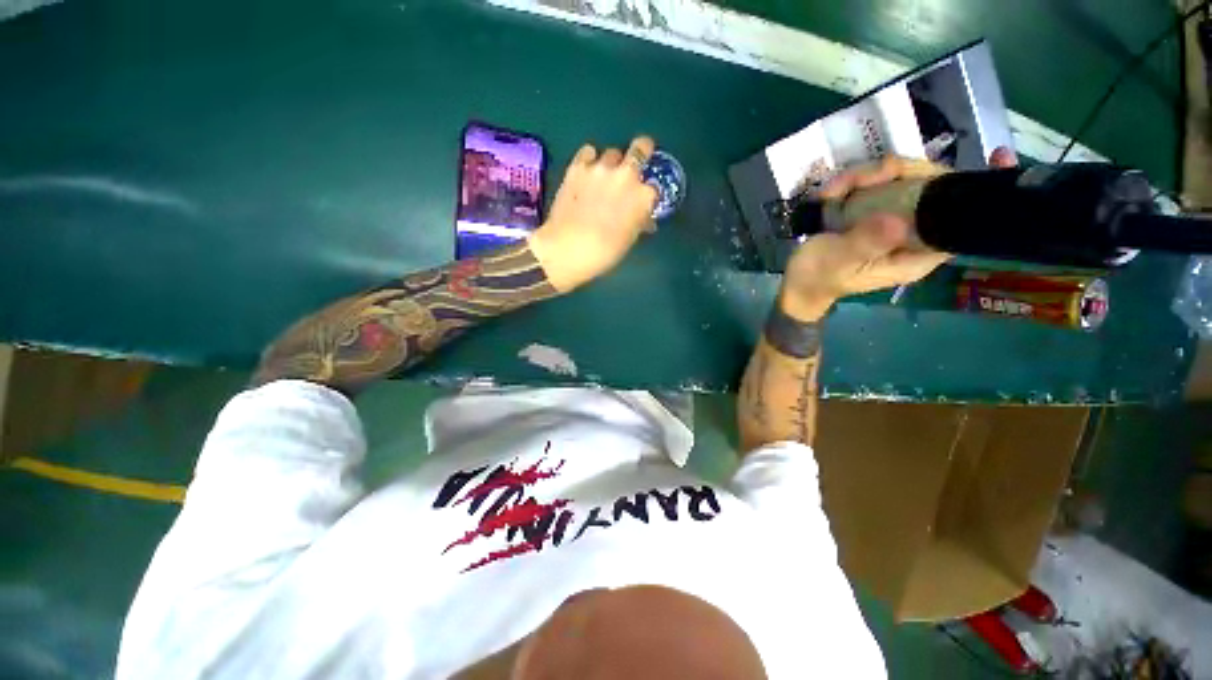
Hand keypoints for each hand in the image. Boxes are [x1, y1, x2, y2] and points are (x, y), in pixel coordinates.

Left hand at [528, 137, 659, 292]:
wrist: (568, 249)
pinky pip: (588, 152)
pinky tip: (586, 171)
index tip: (642, 198)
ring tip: (603, 177)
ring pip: (612, 153)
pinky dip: (589, 160)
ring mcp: (601, 168)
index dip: (647, 192)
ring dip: (612, 163)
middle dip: (641, 151)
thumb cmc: (605, 252)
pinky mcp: (577, 167)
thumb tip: (643, 217)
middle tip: (636, 159)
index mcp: (643, 197)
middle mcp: (626, 175)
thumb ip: (639, 221)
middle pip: (641, 148)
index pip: (654, 187)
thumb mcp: (629, 240)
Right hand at [780, 148, 1017, 320]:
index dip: (980, 191)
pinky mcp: (875, 214)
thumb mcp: (836, 262)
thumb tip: (897, 220)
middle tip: (861, 177)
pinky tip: (831, 193)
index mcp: (916, 255)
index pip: (963, 222)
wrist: (798, 283)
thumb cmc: (817, 278)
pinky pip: (879, 185)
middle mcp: (914, 235)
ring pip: (903, 181)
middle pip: (931, 189)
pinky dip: (855, 182)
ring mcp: (894, 222)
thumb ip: (864, 243)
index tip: (999, 159)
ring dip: (867, 176)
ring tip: (831, 192)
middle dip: (899, 173)